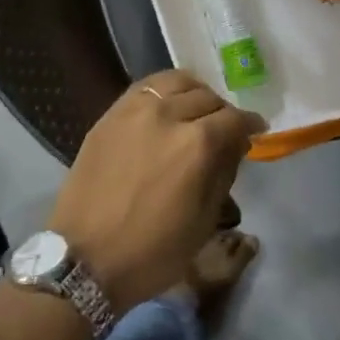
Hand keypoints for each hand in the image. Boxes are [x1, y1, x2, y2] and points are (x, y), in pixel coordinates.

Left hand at [47, 70, 263, 312]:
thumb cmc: (152, 251)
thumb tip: (234, 146)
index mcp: (197, 145)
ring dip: (195, 93)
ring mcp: (135, 110)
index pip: (235, 120)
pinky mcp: (110, 114)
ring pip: (177, 82)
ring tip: (196, 110)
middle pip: (208, 98)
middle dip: (223, 113)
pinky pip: (146, 87)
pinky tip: (167, 106)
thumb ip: (223, 174)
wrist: (84, 258)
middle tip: (225, 130)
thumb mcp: (204, 222)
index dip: (251, 125)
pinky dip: (165, 91)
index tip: (256, 131)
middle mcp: (168, 115)